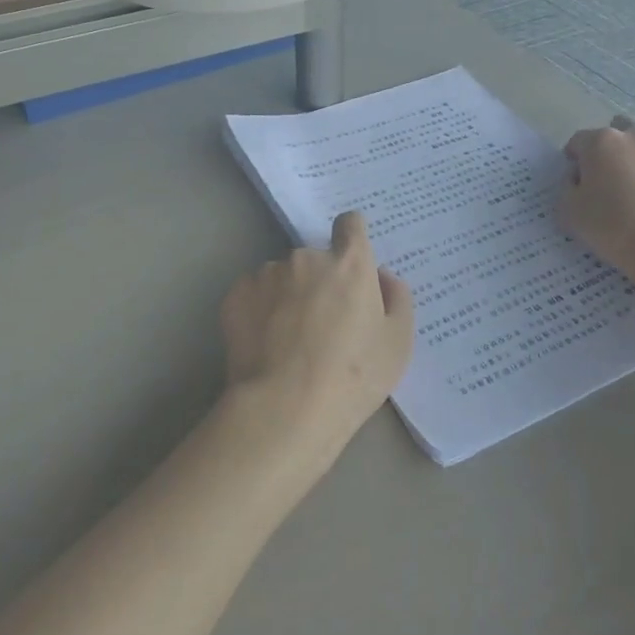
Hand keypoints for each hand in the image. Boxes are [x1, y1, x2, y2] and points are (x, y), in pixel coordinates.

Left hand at [219, 212, 414, 477]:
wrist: (285, 409)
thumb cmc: (352, 377)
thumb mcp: (398, 343)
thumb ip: (396, 298)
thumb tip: (381, 276)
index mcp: (349, 263)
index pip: (350, 225)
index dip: (352, 237)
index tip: (350, 260)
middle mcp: (306, 258)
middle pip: (315, 259)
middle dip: (319, 281)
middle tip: (322, 324)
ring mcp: (267, 274)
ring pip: (282, 277)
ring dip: (288, 296)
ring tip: (288, 342)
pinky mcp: (236, 296)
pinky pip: (254, 296)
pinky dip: (260, 312)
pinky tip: (265, 346)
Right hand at [561, 116, 634, 276]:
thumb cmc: (613, 227)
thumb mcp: (569, 211)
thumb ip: (568, 188)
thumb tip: (580, 179)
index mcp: (603, 142)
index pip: (578, 142)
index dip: (574, 162)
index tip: (577, 185)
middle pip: (616, 138)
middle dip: (609, 155)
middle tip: (607, 187)